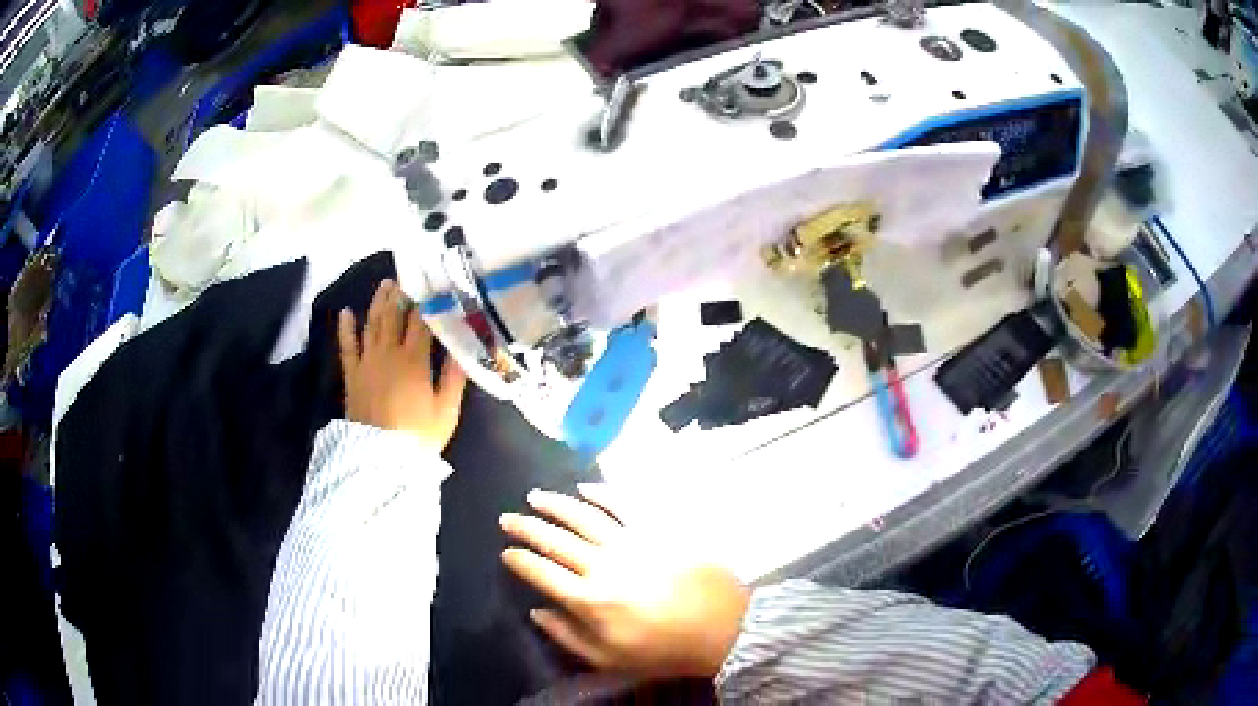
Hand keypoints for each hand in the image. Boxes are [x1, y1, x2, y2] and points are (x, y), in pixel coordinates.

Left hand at [338, 279, 466, 451]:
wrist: (380, 460)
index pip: (421, 322)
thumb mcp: (446, 411)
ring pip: (372, 323)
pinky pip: (347, 346)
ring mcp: (367, 362)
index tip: (432, 284)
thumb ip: (454, 377)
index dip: (426, 301)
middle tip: (407, 276)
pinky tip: (346, 312)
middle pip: (394, 315)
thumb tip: (463, 348)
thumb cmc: (418, 437)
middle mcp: (389, 353)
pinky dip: (346, 328)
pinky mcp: (352, 375)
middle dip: (401, 294)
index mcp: (414, 360)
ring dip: (378, 302)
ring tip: (385, 284)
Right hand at [500, 484, 749, 680]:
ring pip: (583, 516)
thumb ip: (567, 636)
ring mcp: (631, 543)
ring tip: (535, 496)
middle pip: (555, 540)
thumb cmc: (662, 649)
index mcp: (590, 600)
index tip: (506, 552)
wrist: (721, 627)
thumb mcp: (608, 659)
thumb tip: (536, 611)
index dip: (519, 560)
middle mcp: (604, 565)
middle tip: (507, 518)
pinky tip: (585, 488)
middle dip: (527, 527)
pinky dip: (603, 493)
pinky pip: (625, 504)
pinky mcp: (657, 530)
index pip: (542, 573)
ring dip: (556, 504)